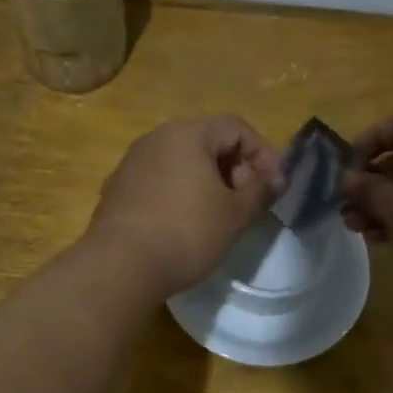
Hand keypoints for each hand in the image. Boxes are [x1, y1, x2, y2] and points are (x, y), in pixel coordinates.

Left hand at [87, 116, 281, 296]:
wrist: (121, 265)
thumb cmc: (187, 232)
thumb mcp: (234, 214)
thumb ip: (259, 191)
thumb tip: (275, 179)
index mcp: (187, 133)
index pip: (236, 127)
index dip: (263, 153)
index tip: (274, 186)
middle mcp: (156, 138)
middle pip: (206, 141)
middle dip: (234, 168)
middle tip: (247, 202)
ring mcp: (131, 163)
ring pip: (180, 162)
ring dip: (206, 182)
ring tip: (219, 215)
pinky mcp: (117, 189)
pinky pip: (158, 181)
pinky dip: (179, 194)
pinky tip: (184, 224)